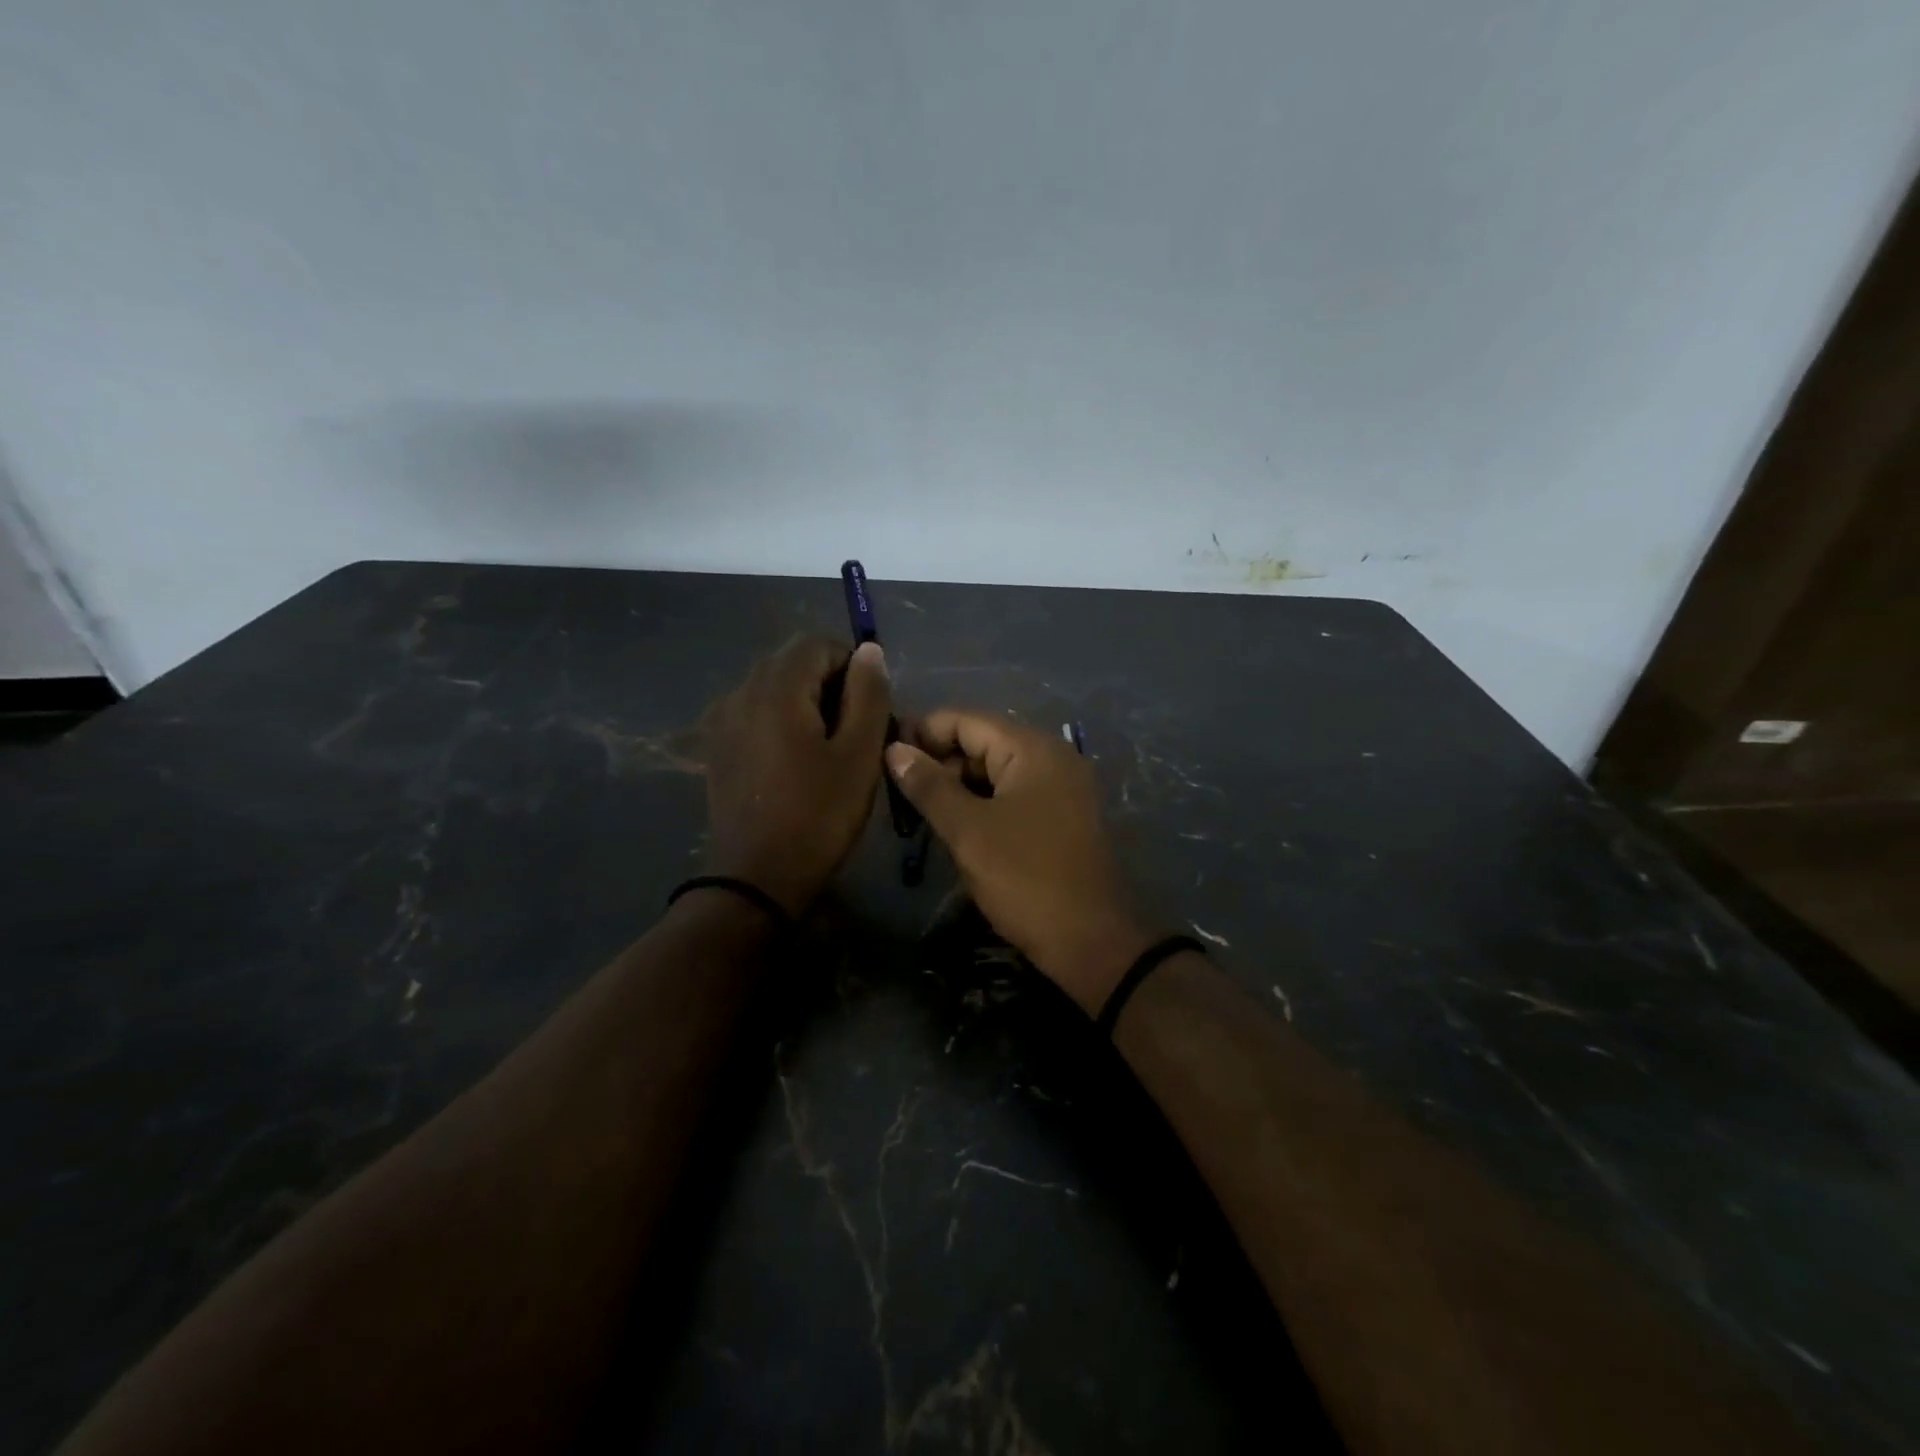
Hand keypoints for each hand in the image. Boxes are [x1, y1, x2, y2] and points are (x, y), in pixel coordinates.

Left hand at [701, 636, 891, 915]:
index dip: (852, 665)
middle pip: (792, 662)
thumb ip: (868, 694)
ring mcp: (722, 720)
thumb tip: (869, 651)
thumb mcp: (859, 754)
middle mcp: (741, 692)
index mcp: (776, 688)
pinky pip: (755, 712)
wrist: (756, 879)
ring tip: (828, 747)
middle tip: (855, 729)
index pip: (817, 644)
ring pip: (773, 687)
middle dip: (829, 683)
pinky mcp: (716, 746)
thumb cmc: (819, 815)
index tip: (871, 707)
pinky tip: (795, 760)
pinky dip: (781, 720)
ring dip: (805, 702)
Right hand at [885, 710, 1152, 1013]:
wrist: (1089, 941)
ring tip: (922, 810)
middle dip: (940, 759)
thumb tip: (894, 750)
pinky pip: (1014, 791)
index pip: (966, 719)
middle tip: (900, 791)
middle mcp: (1052, 756)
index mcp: (1033, 749)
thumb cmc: (1025, 879)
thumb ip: (929, 786)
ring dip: (959, 783)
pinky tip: (957, 823)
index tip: (885, 755)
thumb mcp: (968, 831)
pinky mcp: (1063, 814)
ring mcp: (1062, 786)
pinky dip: (983, 800)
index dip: (922, 731)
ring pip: (997, 768)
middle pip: (983, 740)